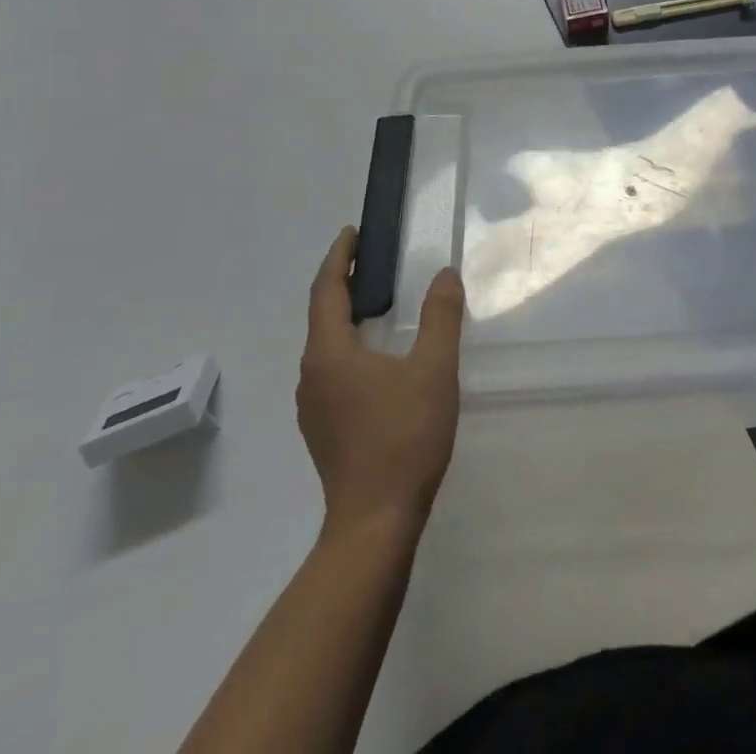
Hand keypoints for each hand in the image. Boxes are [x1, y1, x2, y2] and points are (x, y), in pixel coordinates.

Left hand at [297, 226, 464, 535]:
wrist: (375, 523)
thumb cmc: (403, 437)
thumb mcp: (433, 369)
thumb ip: (440, 317)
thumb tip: (444, 275)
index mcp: (330, 354)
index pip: (326, 290)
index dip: (338, 257)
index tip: (351, 233)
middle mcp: (311, 375)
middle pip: (322, 316)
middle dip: (342, 283)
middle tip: (371, 261)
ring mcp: (313, 407)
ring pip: (326, 346)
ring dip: (345, 317)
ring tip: (375, 303)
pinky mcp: (324, 429)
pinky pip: (332, 370)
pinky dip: (349, 346)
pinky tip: (377, 358)